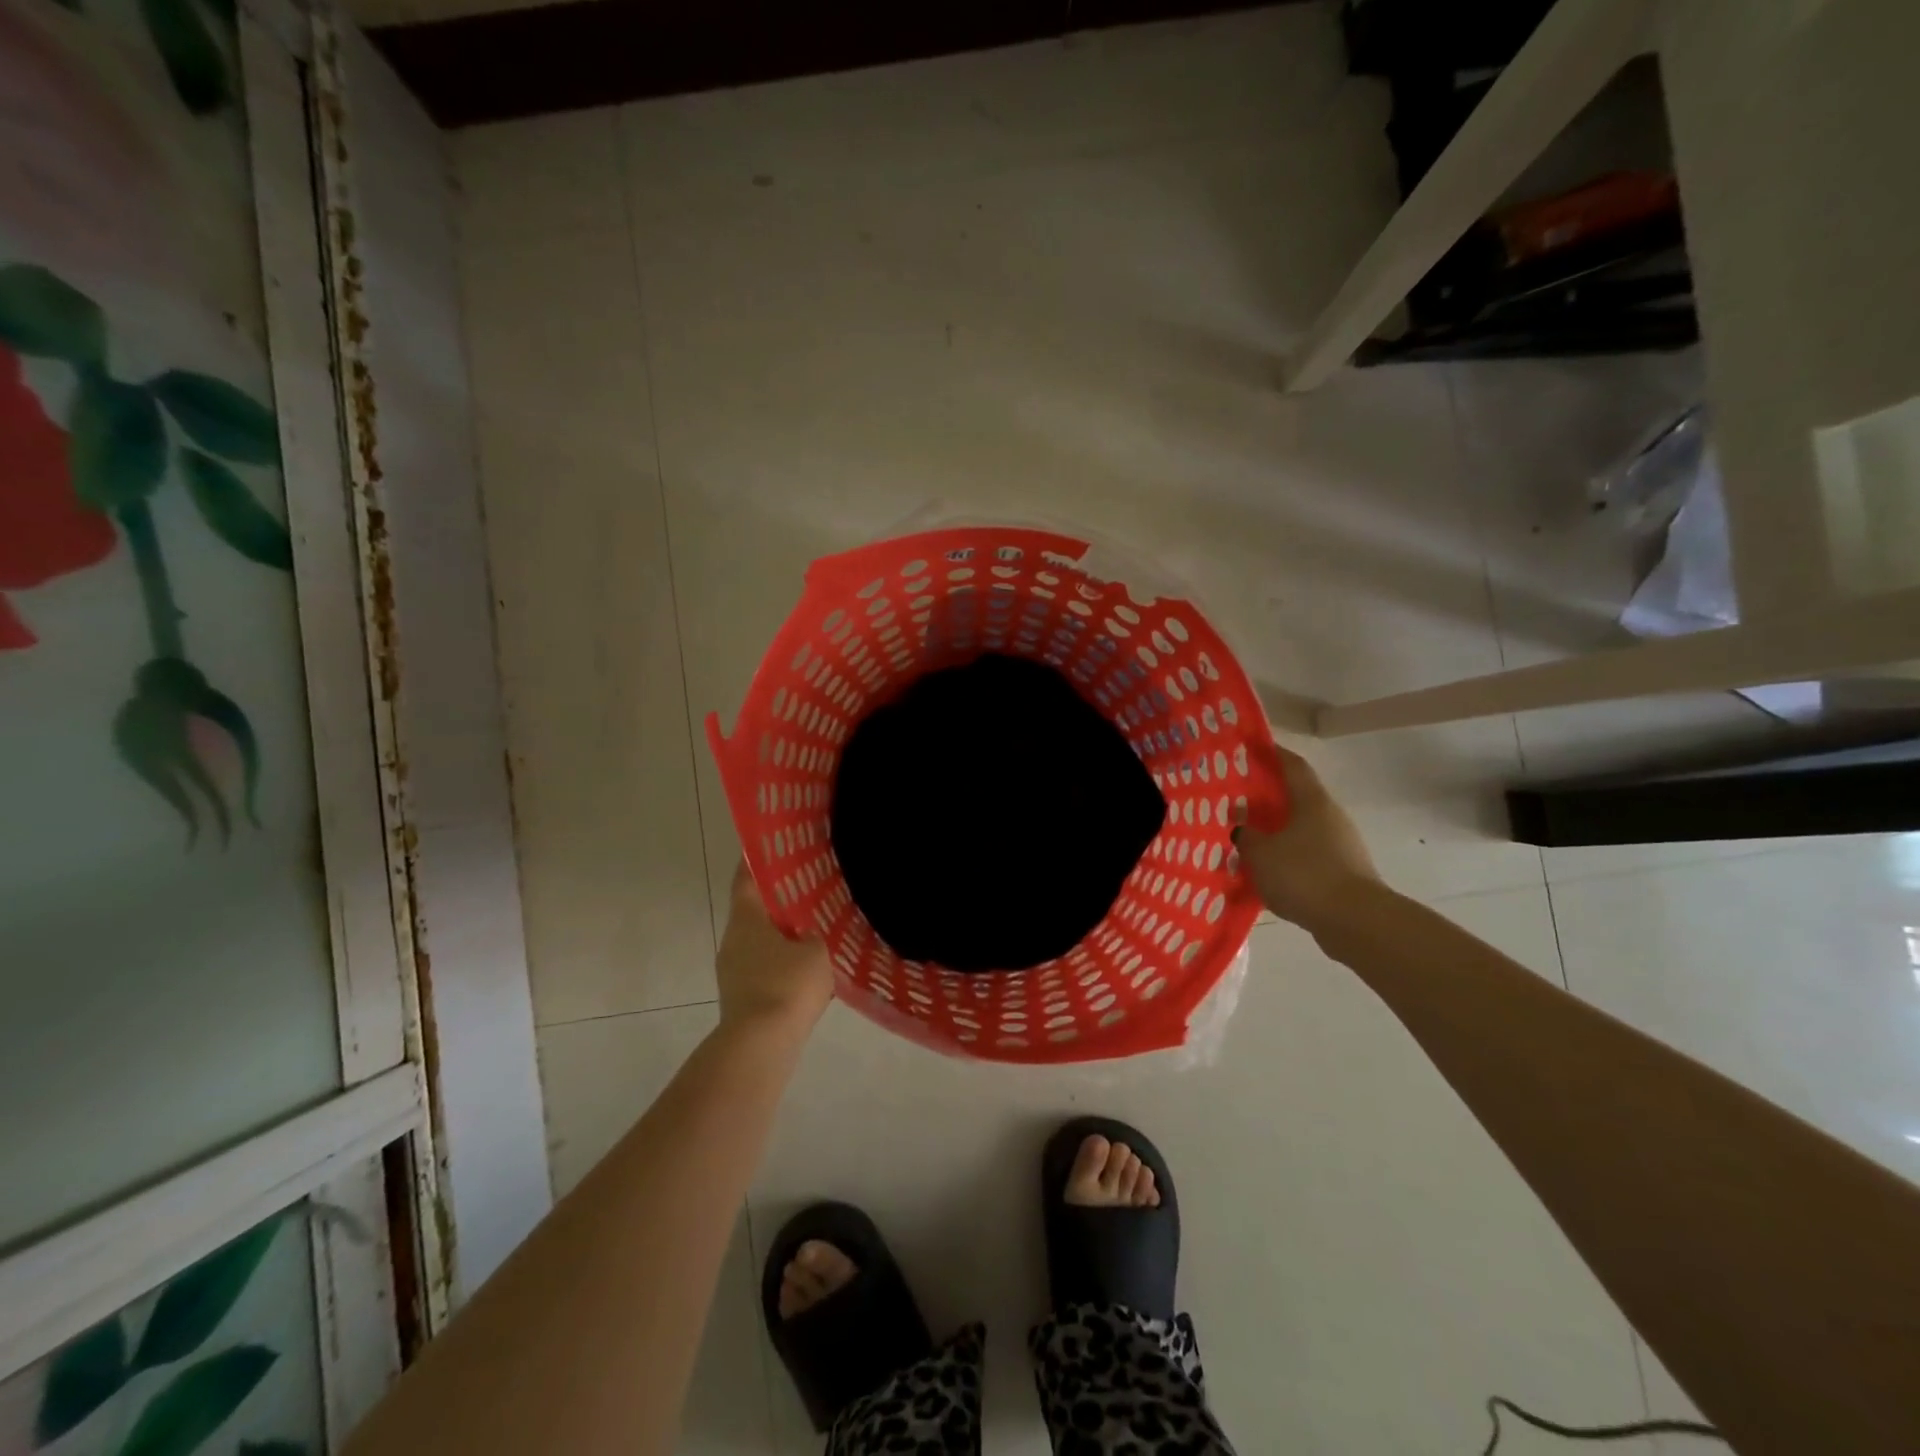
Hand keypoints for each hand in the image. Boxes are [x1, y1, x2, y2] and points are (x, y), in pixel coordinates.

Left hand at [715, 861, 834, 1035]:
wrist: (761, 1045)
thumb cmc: (788, 985)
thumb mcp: (817, 950)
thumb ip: (817, 933)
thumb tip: (813, 932)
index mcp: (746, 918)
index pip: (747, 877)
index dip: (758, 859)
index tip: (773, 846)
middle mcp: (732, 939)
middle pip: (754, 909)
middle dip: (778, 900)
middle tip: (808, 888)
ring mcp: (732, 970)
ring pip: (759, 940)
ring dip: (781, 934)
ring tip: (814, 929)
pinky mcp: (739, 996)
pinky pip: (762, 967)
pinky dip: (781, 962)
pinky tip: (807, 968)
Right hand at [1234, 744, 1382, 935]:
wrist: (1355, 921)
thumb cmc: (1304, 874)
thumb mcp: (1260, 853)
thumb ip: (1246, 836)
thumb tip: (1241, 828)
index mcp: (1312, 801)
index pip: (1292, 765)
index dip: (1272, 753)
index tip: (1250, 747)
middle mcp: (1330, 817)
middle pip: (1296, 797)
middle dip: (1268, 797)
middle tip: (1237, 799)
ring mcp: (1340, 845)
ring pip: (1300, 829)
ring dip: (1276, 831)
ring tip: (1246, 840)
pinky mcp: (1342, 872)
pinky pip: (1306, 856)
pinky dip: (1286, 858)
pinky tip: (1265, 872)